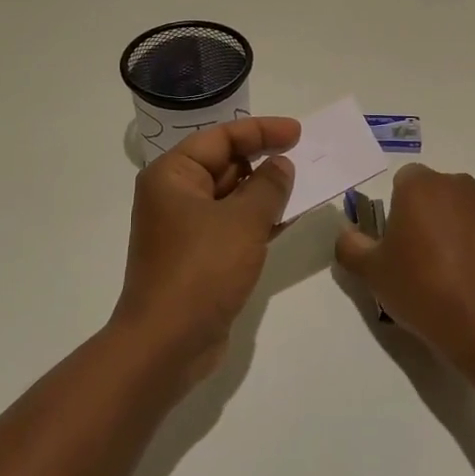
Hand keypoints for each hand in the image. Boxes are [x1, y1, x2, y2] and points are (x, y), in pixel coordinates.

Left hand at [113, 116, 299, 386]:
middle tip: (306, 157)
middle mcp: (175, 196)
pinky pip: (234, 225)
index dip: (261, 131)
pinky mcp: (199, 257)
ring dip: (266, 191)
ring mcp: (186, 229)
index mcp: (173, 175)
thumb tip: (281, 165)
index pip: (221, 138)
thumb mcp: (243, 220)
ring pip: (232, 197)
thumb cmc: (201, 270)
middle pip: (225, 164)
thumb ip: (268, 185)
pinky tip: (291, 217)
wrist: (167, 344)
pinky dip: (260, 219)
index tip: (298, 133)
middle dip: (264, 160)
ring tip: (306, 184)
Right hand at [334, 163, 474, 356]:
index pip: (403, 181)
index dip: (396, 209)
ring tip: (447, 270)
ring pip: (460, 209)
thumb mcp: (371, 272)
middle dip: (425, 214)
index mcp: (420, 185)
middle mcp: (456, 185)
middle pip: (434, 192)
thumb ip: (351, 246)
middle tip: (417, 256)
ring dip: (452, 227)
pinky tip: (471, 277)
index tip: (395, 241)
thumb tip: (347, 234)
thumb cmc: (420, 287)